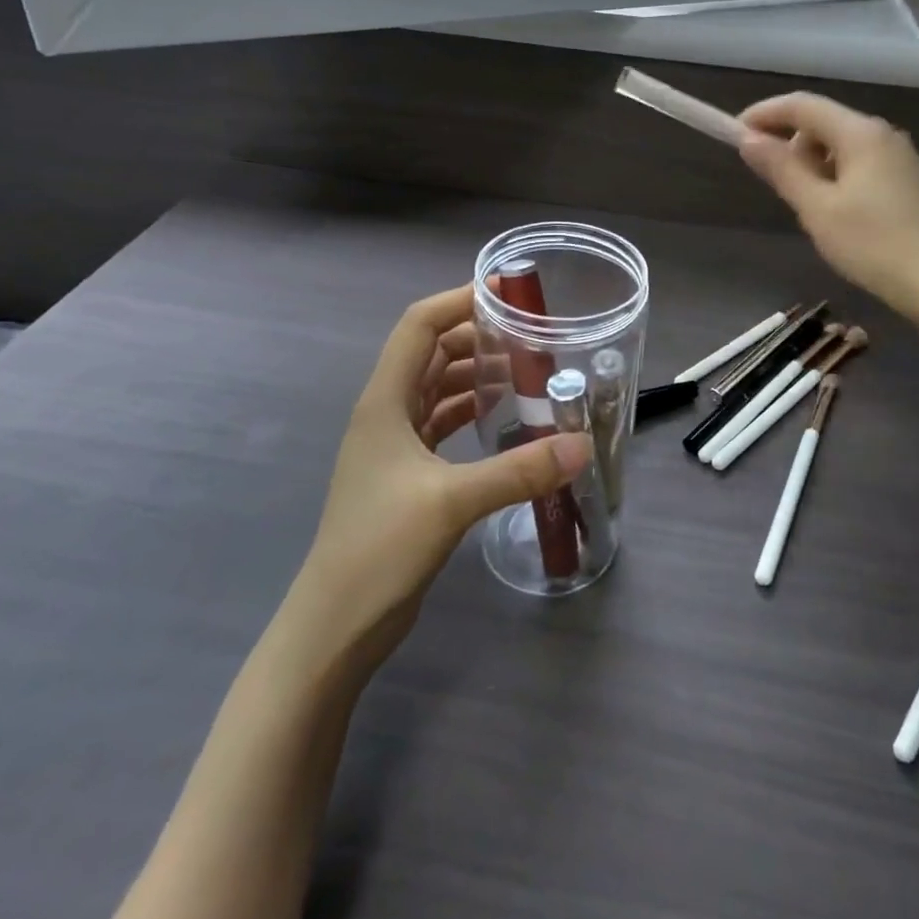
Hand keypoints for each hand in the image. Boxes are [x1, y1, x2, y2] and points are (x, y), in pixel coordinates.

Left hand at [292, 285, 591, 666]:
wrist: (336, 624)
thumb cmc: (380, 548)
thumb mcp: (452, 501)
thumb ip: (518, 471)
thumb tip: (581, 445)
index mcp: (385, 401)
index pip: (419, 326)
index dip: (458, 301)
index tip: (507, 294)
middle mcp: (387, 413)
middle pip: (432, 354)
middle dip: (477, 338)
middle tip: (532, 337)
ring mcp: (394, 446)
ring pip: (439, 391)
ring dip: (478, 377)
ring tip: (528, 373)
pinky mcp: (406, 476)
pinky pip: (443, 426)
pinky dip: (472, 414)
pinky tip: (505, 422)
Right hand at [738, 92, 918, 317]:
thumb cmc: (872, 245)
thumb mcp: (816, 208)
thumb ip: (781, 169)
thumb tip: (748, 139)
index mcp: (860, 134)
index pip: (802, 106)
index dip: (764, 114)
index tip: (734, 133)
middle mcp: (885, 135)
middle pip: (824, 123)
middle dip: (790, 143)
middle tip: (773, 183)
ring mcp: (903, 158)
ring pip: (845, 146)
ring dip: (814, 163)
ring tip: (807, 206)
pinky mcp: (913, 182)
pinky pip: (864, 165)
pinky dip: (839, 176)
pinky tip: (840, 213)